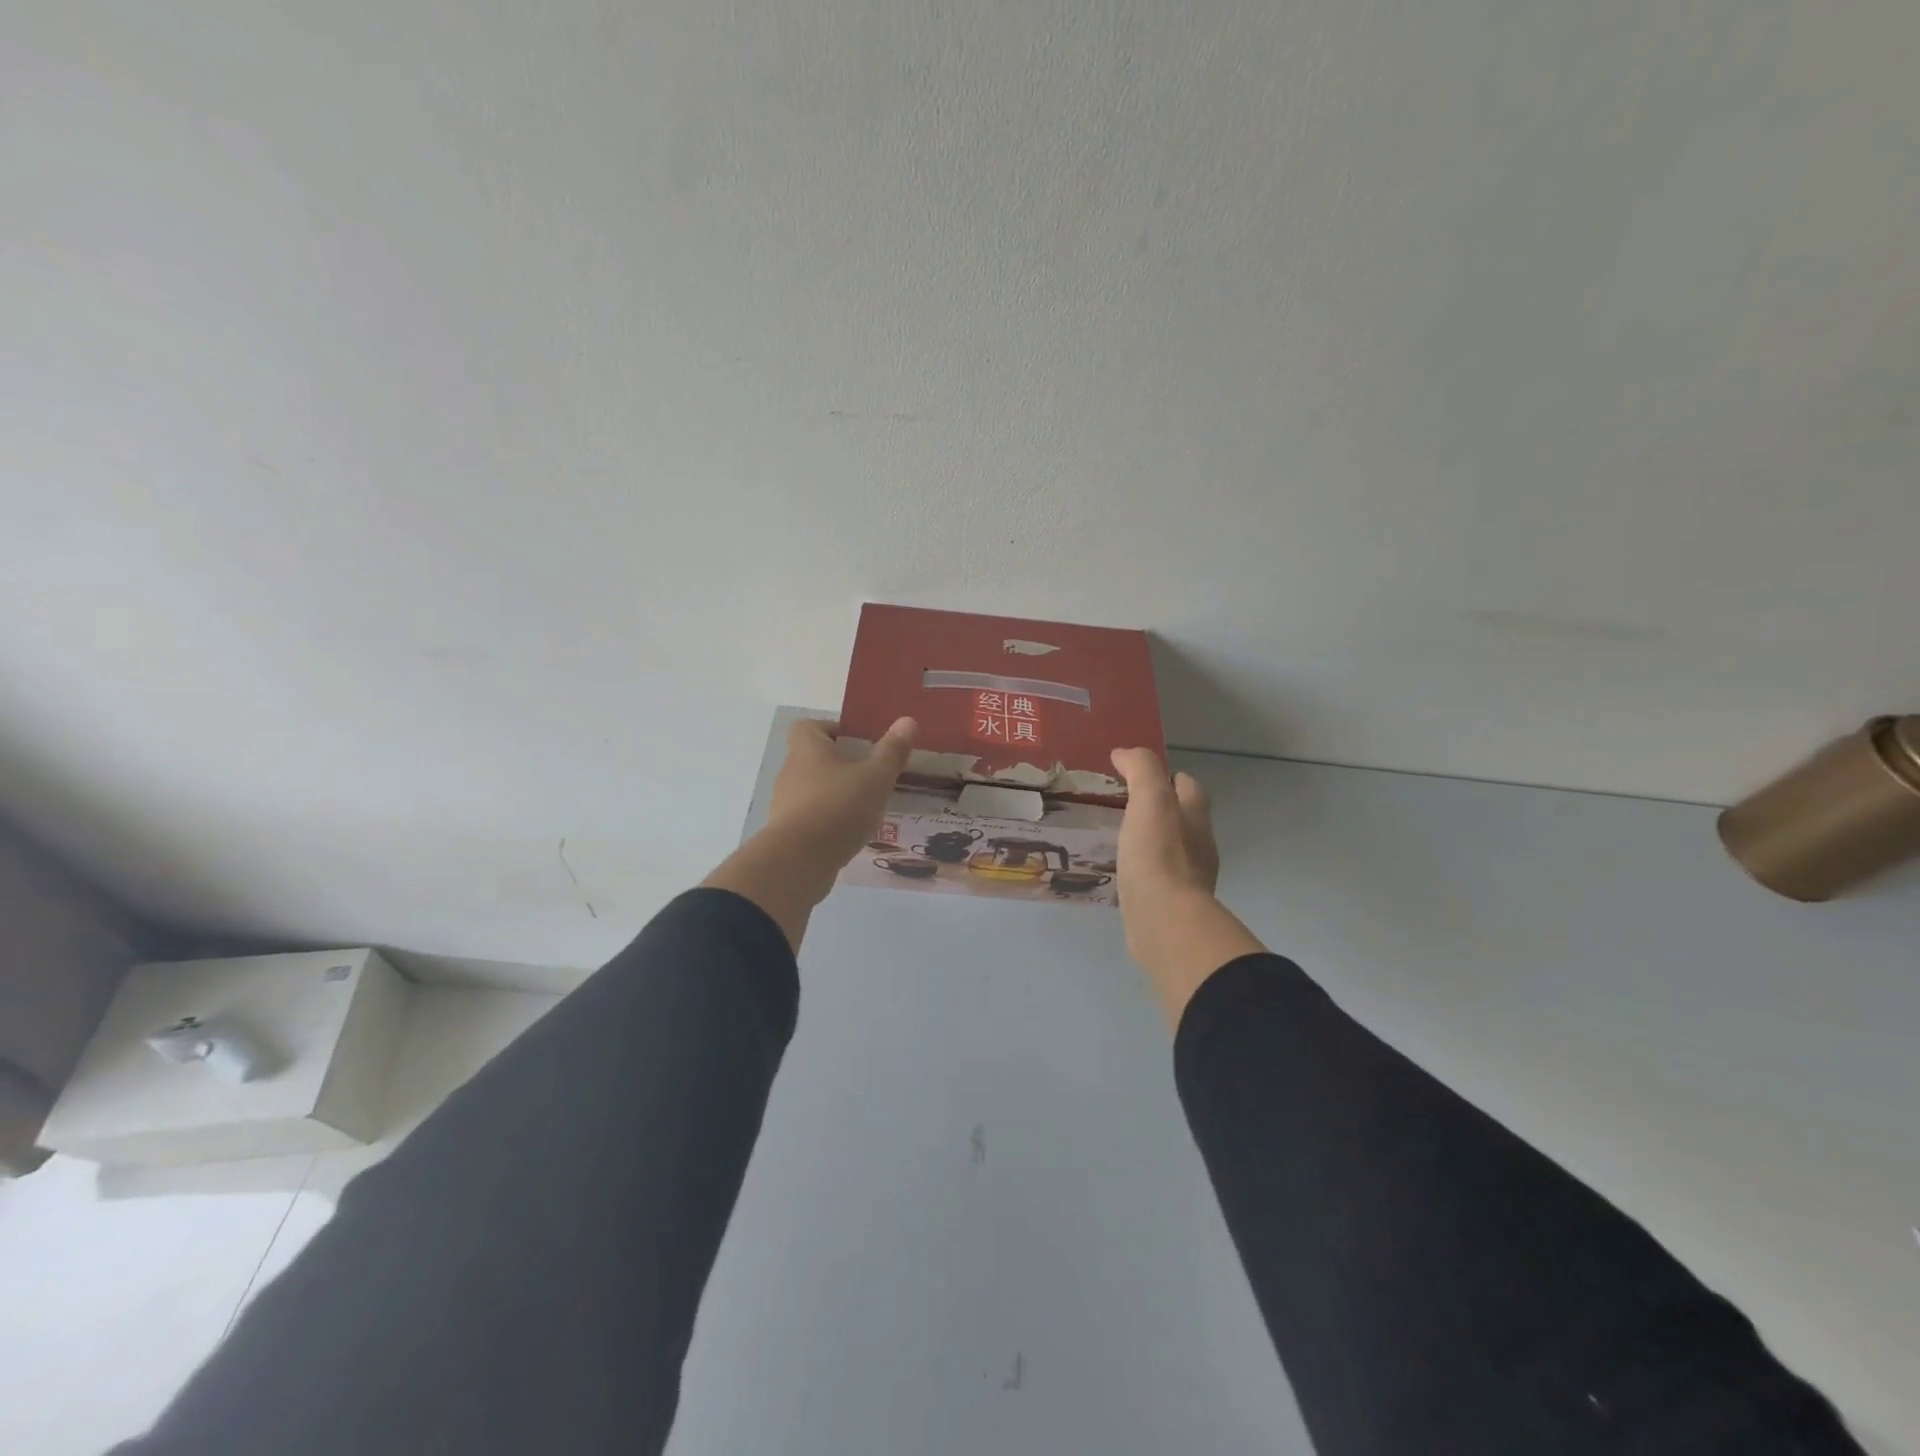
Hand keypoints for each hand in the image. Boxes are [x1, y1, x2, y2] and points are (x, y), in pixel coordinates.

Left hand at [703, 716, 915, 950]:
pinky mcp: (786, 833)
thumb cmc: (839, 807)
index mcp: (807, 749)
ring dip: (835, 794)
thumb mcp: (876, 777)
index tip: (857, 742)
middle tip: (870, 775)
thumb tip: (908, 720)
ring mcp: (785, 804)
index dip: (831, 729)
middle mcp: (790, 772)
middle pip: (813, 759)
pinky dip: (828, 821)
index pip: (809, 726)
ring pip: (812, 790)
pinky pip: (810, 818)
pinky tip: (850, 834)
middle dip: (840, 765)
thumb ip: (892, 751)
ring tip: (865, 807)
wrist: (799, 861)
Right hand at [1110, 748, 1219, 902]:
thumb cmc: (1158, 854)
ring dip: (1151, 841)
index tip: (1138, 775)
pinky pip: (1158, 879)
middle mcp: (1199, 845)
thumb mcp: (1150, 799)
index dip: (1168, 776)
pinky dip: (1144, 871)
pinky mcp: (1171, 905)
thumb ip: (1141, 770)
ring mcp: (1188, 878)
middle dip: (1160, 810)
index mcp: (1195, 817)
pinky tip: (1123, 872)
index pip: (1189, 786)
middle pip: (1183, 818)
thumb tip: (1124, 753)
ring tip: (1120, 839)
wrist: (1164, 920)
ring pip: (1171, 850)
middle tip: (1125, 806)